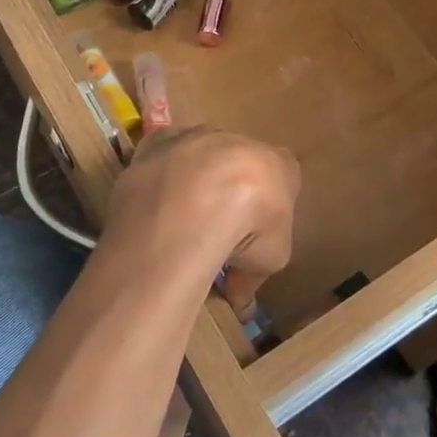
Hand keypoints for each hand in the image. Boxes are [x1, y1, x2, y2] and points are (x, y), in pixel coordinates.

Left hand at [99, 127, 299, 319]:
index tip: (253, 237)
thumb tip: (240, 301)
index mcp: (280, 164)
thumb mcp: (270, 260)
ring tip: (178, 222)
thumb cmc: (249, 226)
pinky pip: (161, 156)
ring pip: (198, 158)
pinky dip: (160, 176)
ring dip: (193, 182)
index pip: (281, 180)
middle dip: (228, 192)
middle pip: (238, 165)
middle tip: (215, 230)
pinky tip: (154, 204)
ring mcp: (199, 135)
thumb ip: (255, 274)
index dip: (267, 209)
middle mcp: (241, 140)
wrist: (195, 200)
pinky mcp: (160, 140)